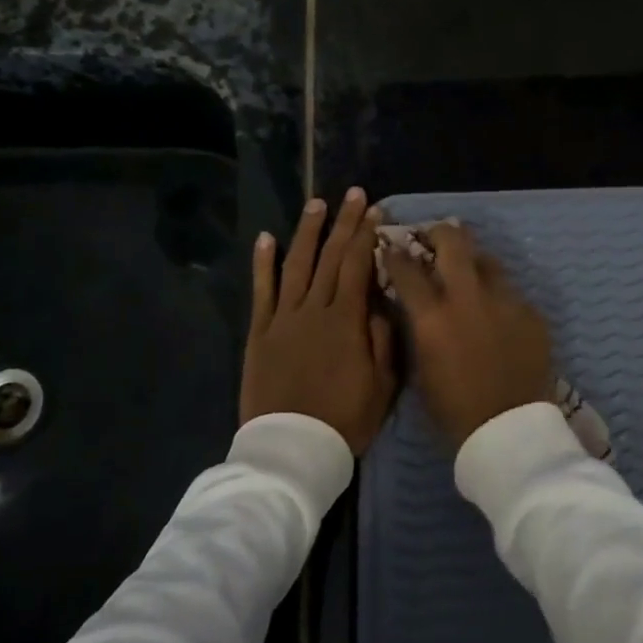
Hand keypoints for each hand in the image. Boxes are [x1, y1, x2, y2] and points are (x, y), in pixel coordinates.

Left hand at [240, 189, 397, 455]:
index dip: (367, 235)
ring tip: (316, 204)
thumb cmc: (344, 419)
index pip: (358, 266)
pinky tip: (266, 239)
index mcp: (347, 320)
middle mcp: (314, 309)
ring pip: (297, 264)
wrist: (292, 448)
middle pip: (331, 257)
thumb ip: (382, 339)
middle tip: (353, 194)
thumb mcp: (382, 384)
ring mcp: (283, 318)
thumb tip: (380, 303)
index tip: (375, 210)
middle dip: (344, 222)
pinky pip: (261, 291)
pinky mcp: (259, 332)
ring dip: (307, 232)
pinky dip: (263, 263)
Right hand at [382, 222, 552, 453]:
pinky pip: (510, 292)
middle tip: (433, 236)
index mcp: (433, 316)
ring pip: (487, 260)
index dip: (395, 253)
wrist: (509, 430)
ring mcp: (505, 301)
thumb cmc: (454, 409)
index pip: (407, 268)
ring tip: (468, 271)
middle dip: (439, 232)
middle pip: (453, 242)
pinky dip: (497, 295)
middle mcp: (468, 298)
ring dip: (472, 261)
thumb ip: (418, 328)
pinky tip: (496, 312)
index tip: (391, 246)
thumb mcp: (421, 367)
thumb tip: (415, 303)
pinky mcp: (531, 312)